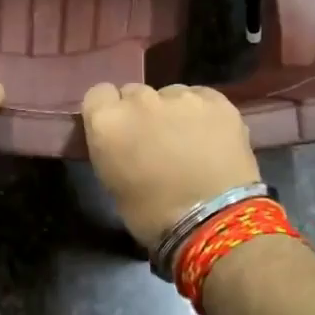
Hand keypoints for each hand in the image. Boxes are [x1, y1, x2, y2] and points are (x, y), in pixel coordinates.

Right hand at [81, 83, 261, 249]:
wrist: (216, 221)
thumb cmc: (154, 216)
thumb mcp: (113, 183)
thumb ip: (112, 149)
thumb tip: (123, 142)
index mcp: (107, 121)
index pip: (98, 94)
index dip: (109, 111)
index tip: (119, 131)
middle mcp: (140, 99)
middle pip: (134, 93)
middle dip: (141, 112)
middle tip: (155, 140)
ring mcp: (180, 96)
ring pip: (170, 94)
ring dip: (173, 112)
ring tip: (189, 142)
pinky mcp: (216, 100)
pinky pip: (202, 98)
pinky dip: (203, 113)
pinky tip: (212, 138)